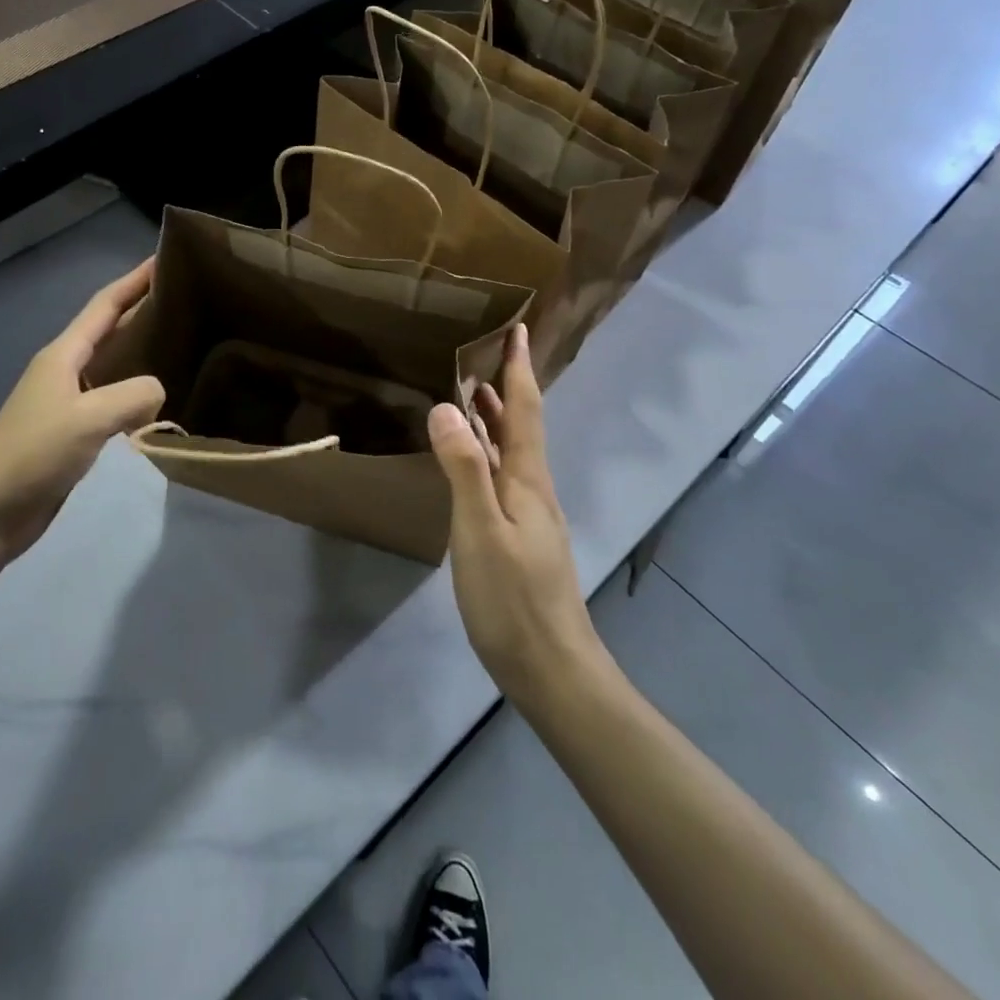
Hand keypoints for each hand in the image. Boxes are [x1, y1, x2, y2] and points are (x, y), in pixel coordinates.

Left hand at [0, 259, 164, 567]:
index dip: (134, 281)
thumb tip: (159, 391)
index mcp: (64, 355)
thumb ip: (133, 397)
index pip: (105, 306)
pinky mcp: (72, 431)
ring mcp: (67, 402)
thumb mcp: (88, 419)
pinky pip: (113, 398)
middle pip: (110, 329)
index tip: (165, 258)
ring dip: (142, 350)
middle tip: (187, 299)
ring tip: (183, 343)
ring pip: (113, 365)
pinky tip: (159, 399)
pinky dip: (136, 391)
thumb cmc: (33, 455)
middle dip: (143, 310)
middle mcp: (65, 370)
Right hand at [429, 324, 602, 708]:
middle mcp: (534, 489)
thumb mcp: (480, 532)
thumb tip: (446, 406)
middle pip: (521, 426)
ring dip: (497, 419)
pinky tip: (473, 463)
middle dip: (507, 386)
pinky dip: (489, 452)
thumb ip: (464, 469)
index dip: (519, 369)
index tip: (517, 330)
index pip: (524, 410)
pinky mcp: (522, 538)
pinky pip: (504, 476)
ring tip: (474, 395)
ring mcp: (531, 515)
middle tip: (486, 354)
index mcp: (527, 479)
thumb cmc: (513, 599)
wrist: (552, 669)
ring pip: (513, 452)